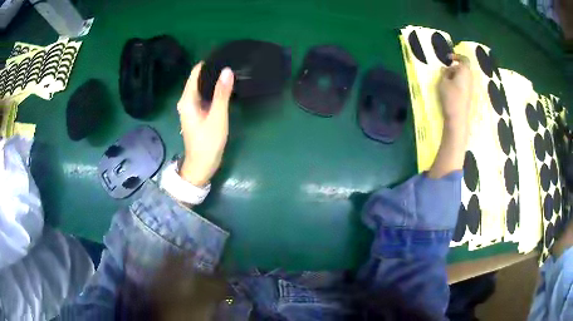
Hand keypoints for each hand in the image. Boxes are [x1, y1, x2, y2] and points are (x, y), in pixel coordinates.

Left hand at [177, 62, 233, 185]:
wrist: (201, 166)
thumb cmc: (208, 143)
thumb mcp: (217, 117)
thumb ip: (222, 94)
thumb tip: (227, 70)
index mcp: (187, 100)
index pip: (196, 73)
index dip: (208, 63)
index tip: (224, 55)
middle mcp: (186, 101)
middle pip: (198, 79)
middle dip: (213, 71)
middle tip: (231, 62)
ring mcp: (191, 108)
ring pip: (202, 88)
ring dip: (213, 81)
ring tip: (230, 72)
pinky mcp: (197, 114)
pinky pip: (204, 96)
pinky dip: (213, 91)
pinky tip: (225, 89)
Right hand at [428, 54, 473, 178]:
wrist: (457, 118)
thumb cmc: (450, 97)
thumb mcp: (442, 82)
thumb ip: (444, 73)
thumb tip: (445, 70)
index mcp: (465, 71)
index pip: (464, 59)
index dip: (456, 56)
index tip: (448, 58)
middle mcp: (470, 78)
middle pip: (463, 68)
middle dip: (454, 68)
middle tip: (444, 73)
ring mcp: (471, 88)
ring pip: (463, 77)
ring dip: (455, 77)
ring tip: (446, 83)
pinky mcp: (469, 96)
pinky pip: (463, 85)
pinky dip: (457, 84)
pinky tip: (450, 91)